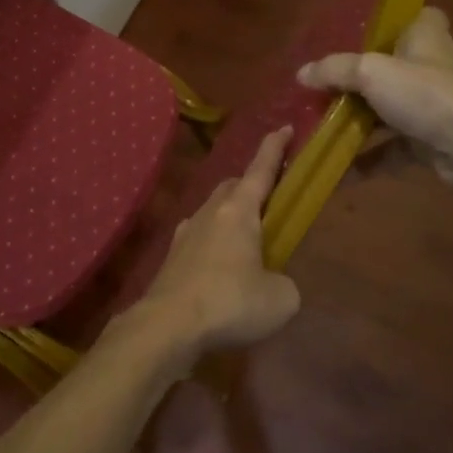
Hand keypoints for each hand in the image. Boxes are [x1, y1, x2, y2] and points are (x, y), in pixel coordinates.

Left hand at [124, 126, 300, 369]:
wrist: (168, 325)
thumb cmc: (230, 302)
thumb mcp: (280, 298)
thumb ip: (283, 282)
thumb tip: (272, 282)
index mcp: (239, 211)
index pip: (261, 170)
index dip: (274, 148)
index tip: (284, 128)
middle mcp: (209, 213)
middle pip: (232, 188)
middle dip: (251, 186)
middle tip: (269, 198)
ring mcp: (185, 233)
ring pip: (213, 212)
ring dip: (231, 218)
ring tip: (248, 240)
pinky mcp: (172, 258)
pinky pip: (199, 239)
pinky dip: (214, 244)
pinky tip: (220, 267)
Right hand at [297, 6, 452, 185]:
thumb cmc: (426, 94)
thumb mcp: (370, 73)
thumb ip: (334, 70)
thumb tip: (301, 74)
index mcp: (425, 37)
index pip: (416, 17)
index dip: (393, 21)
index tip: (361, 31)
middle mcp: (430, 67)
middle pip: (390, 66)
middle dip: (357, 78)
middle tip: (321, 84)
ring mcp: (431, 107)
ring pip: (386, 109)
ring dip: (356, 120)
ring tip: (317, 125)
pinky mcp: (429, 141)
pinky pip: (389, 148)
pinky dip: (365, 159)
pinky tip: (334, 170)